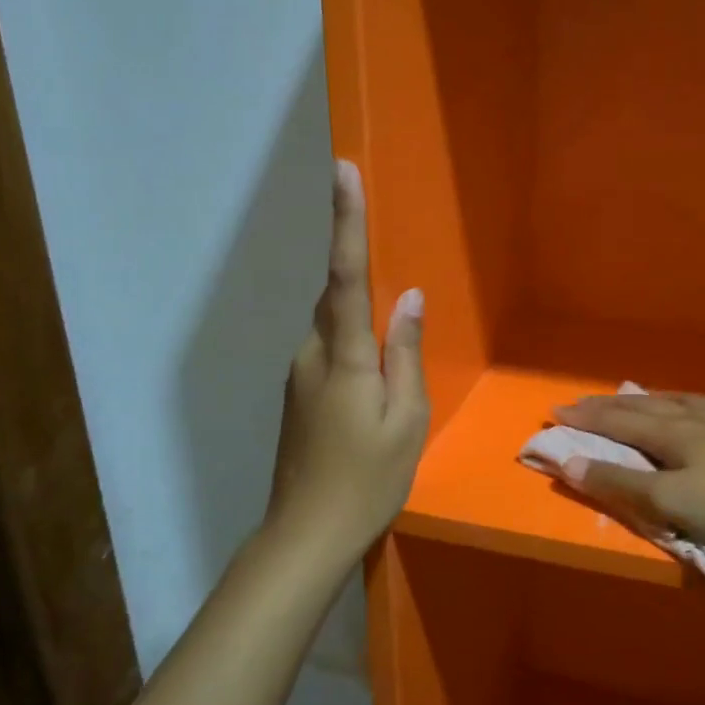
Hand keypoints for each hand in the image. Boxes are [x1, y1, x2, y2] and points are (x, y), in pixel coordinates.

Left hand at [266, 160, 428, 561]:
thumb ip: (405, 353)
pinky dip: (351, 348)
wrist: (305, 534)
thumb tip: (407, 297)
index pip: (346, 274)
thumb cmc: (368, 479)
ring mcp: (298, 375)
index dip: (346, 220)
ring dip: (359, 322)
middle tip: (384, 288)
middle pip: (336, 297)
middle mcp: (312, 354)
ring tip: (388, 363)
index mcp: (344, 356)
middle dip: (356, 272)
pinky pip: (328, 351)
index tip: (342, 170)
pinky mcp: (297, 395)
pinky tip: (372, 385)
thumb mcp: (406, 419)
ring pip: (332, 327)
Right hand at [551, 393, 704, 558]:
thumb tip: (569, 463)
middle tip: (581, 402)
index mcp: (674, 433)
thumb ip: (619, 485)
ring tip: (635, 398)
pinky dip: (687, 405)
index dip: (587, 418)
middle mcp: (698, 418)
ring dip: (648, 400)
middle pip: (645, 407)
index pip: (620, 421)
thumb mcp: (670, 504)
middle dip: (609, 406)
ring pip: (679, 402)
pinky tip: (698, 409)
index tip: (556, 411)